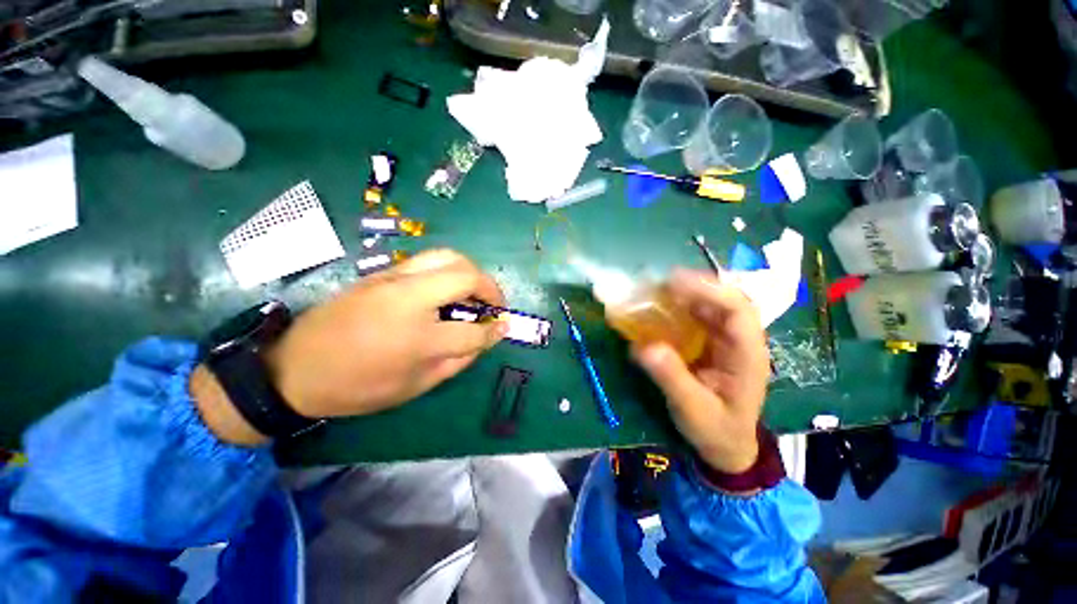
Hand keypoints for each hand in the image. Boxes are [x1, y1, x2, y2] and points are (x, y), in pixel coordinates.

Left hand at [263, 249, 507, 419]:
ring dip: (471, 272)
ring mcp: (393, 279)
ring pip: (447, 256)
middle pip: (466, 275)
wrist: (295, 368)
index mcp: (418, 338)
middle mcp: (409, 299)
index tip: (504, 327)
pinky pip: (427, 261)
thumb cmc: (357, 387)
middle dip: (491, 288)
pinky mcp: (382, 272)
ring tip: (475, 291)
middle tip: (494, 304)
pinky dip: (449, 270)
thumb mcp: (414, 387)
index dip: (494, 331)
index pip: (473, 330)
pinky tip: (447, 288)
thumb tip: (483, 339)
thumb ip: (457, 361)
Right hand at [631, 269, 769, 473]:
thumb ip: (672, 379)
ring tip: (652, 291)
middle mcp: (739, 340)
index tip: (673, 283)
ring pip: (708, 304)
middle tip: (656, 283)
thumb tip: (645, 347)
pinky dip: (675, 307)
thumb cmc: (717, 430)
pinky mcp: (709, 342)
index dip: (708, 291)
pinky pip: (695, 316)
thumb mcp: (694, 410)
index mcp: (747, 354)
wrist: (726, 446)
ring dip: (681, 294)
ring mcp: (724, 339)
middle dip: (691, 286)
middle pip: (723, 299)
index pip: (738, 310)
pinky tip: (656, 308)